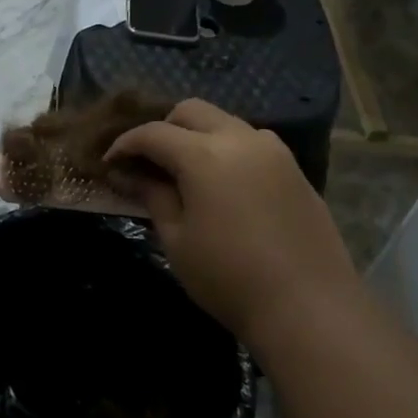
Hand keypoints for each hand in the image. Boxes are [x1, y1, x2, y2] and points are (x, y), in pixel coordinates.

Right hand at [107, 100, 360, 346]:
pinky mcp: (295, 169)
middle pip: (192, 111)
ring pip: (225, 122)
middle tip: (147, 163)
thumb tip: (126, 175)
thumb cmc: (228, 277)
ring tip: (185, 173)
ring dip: (198, 135)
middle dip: (162, 128)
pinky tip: (223, 185)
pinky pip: (252, 143)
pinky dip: (228, 150)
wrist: (308, 306)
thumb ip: (152, 196)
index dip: (125, 145)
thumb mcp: (177, 239)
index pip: (153, 133)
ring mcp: (274, 151)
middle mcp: (241, 138)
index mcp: (205, 154)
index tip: (109, 164)